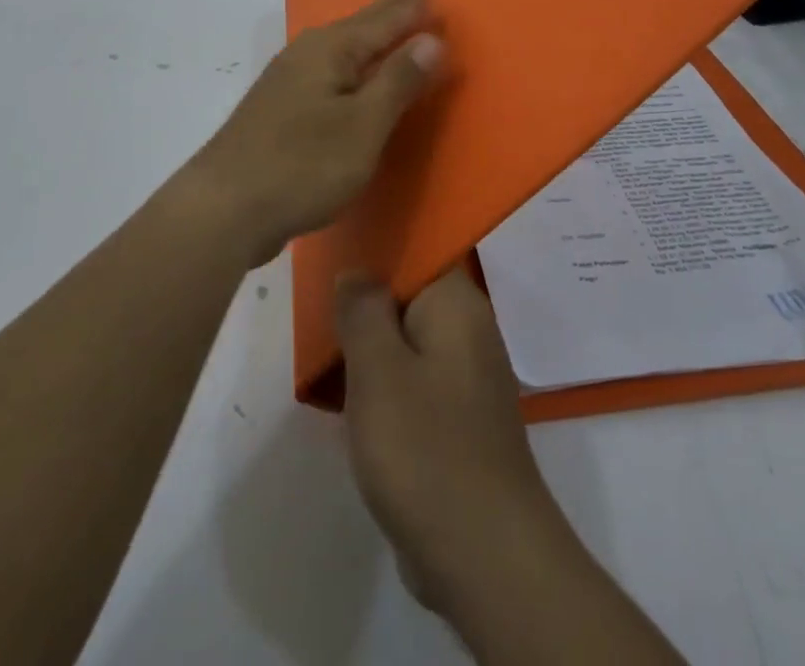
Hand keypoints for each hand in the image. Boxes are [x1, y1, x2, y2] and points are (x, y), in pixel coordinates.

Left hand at [186, 0, 443, 265]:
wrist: (222, 209)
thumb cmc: (302, 165)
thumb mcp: (363, 126)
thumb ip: (398, 81)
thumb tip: (431, 39)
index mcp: (331, 48)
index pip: (384, 18)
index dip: (412, 8)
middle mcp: (307, 52)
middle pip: (359, 26)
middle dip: (390, 14)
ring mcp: (288, 79)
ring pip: (341, 48)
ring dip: (370, 39)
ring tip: (392, 30)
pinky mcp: (280, 107)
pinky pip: (329, 71)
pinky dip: (352, 66)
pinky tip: (352, 76)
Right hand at [335, 268, 574, 616]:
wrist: (485, 555)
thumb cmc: (427, 449)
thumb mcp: (378, 371)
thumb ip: (363, 311)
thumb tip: (357, 270)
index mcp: (457, 304)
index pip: (420, 249)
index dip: (377, 248)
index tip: (335, 253)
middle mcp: (469, 330)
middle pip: (410, 296)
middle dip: (366, 304)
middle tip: (319, 309)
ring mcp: (467, 378)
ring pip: (409, 341)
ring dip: (371, 347)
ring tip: (325, 350)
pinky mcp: (459, 420)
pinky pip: (415, 381)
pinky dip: (385, 384)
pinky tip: (350, 399)